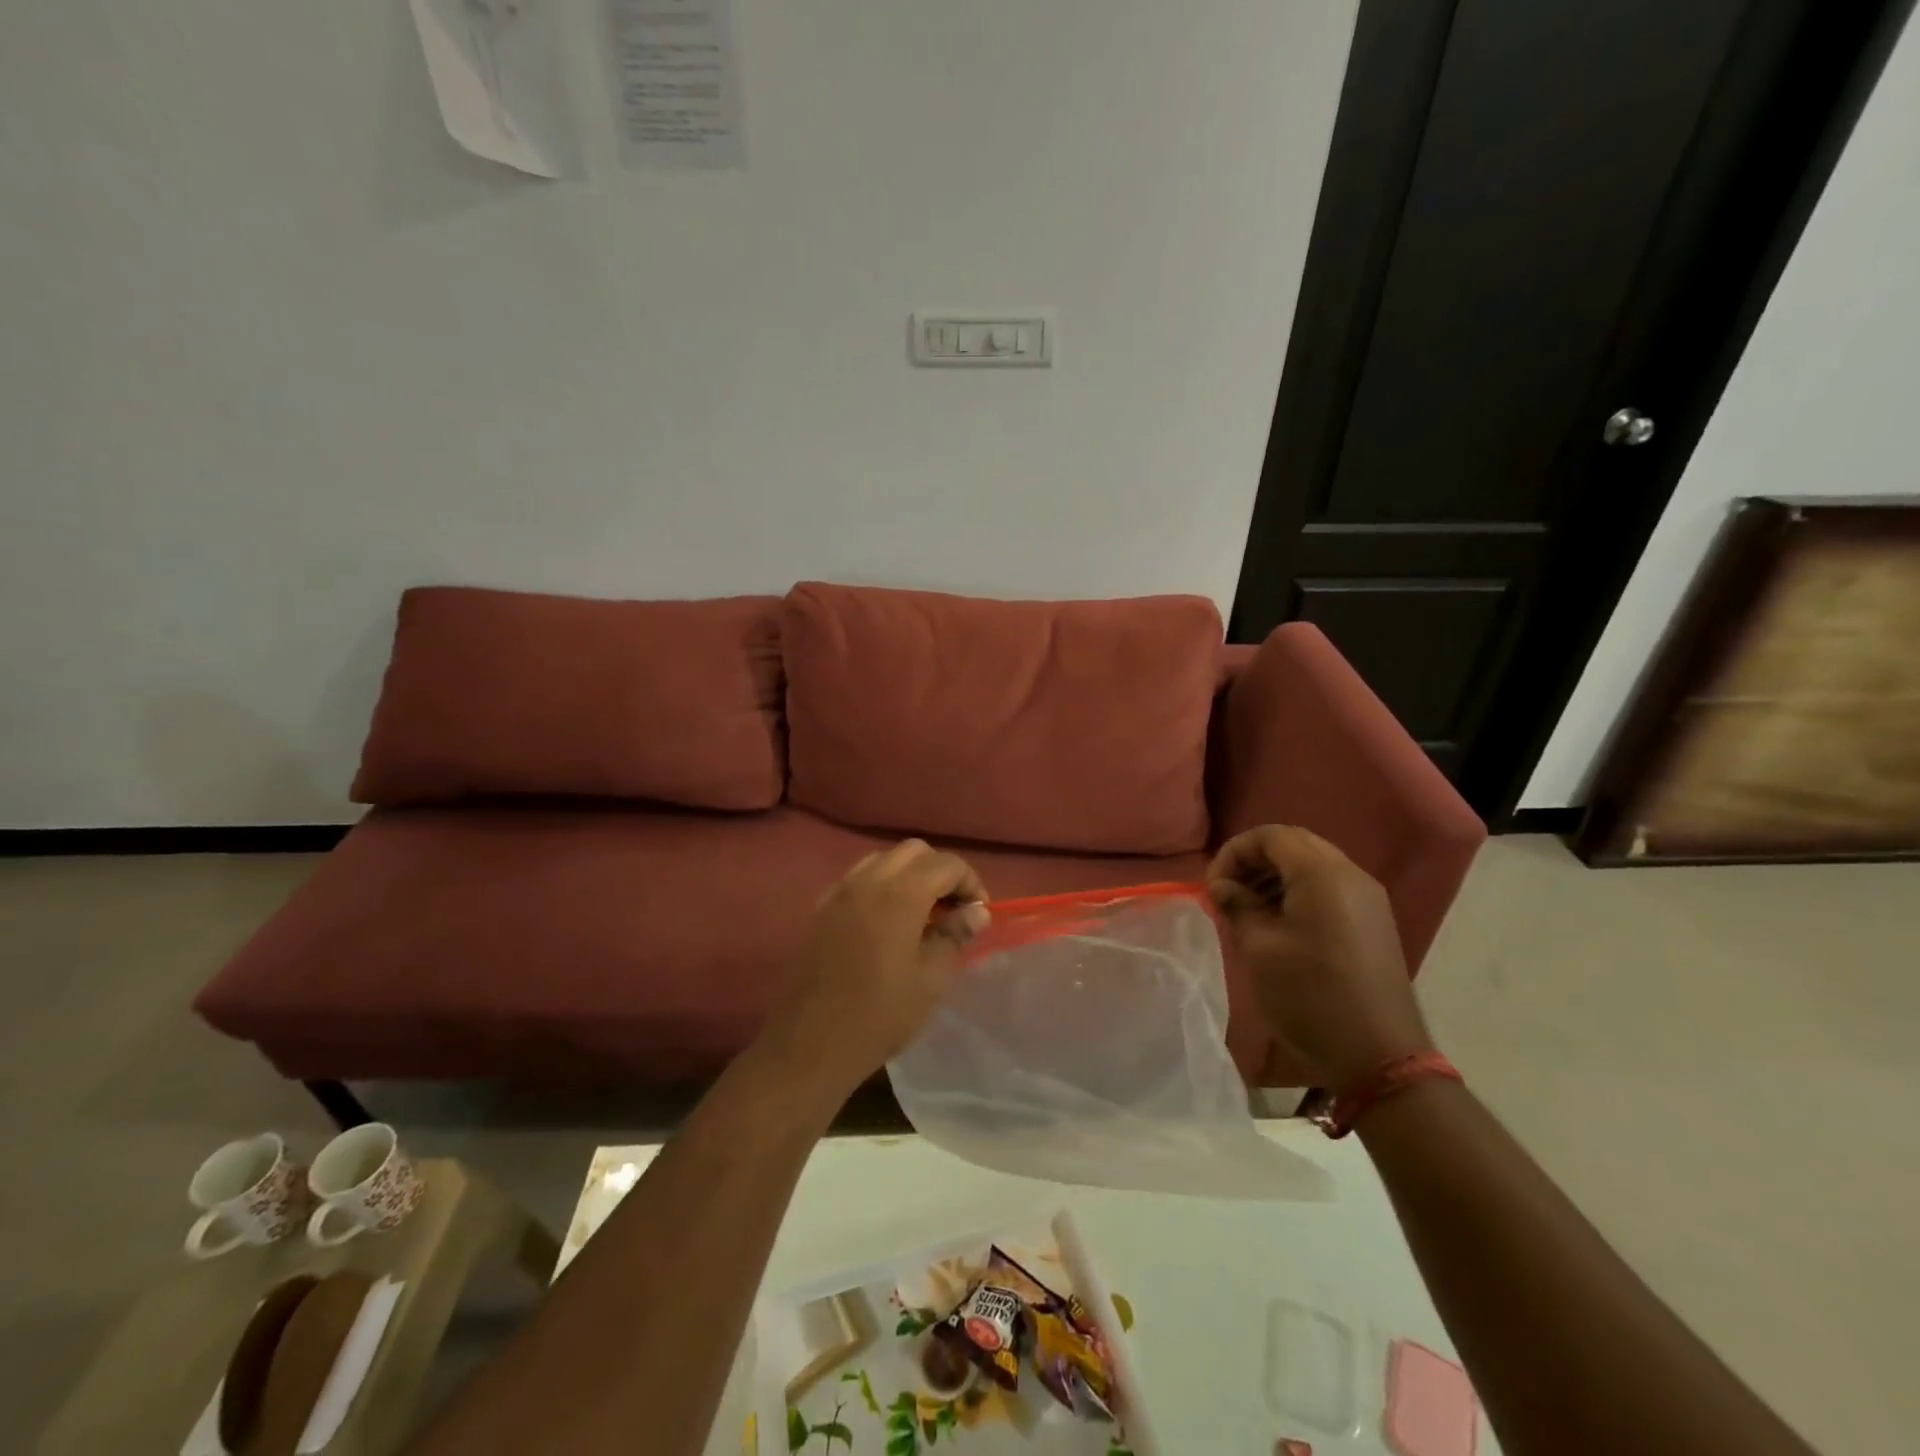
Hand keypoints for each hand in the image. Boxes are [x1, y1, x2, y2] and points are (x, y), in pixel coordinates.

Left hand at [762, 839, 988, 1095]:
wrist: (810, 1044)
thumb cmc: (880, 1015)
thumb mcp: (931, 979)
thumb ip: (955, 935)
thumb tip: (976, 911)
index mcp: (899, 894)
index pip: (946, 863)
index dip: (970, 882)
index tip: (977, 914)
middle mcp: (867, 880)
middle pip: (914, 851)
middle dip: (940, 872)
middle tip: (952, 909)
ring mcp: (839, 892)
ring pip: (884, 860)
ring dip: (909, 875)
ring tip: (921, 914)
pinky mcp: (821, 909)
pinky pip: (858, 879)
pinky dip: (881, 886)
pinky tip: (886, 924)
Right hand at [1207, 825, 1432, 1093]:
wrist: (1377, 1056)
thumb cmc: (1309, 995)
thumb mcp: (1259, 947)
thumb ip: (1238, 905)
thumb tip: (1222, 886)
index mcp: (1322, 874)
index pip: (1271, 835)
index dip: (1234, 852)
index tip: (1213, 885)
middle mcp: (1351, 875)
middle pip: (1294, 844)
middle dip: (1254, 860)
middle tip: (1227, 891)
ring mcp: (1368, 898)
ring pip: (1313, 864)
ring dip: (1275, 875)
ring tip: (1247, 907)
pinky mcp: (1373, 921)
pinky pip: (1330, 887)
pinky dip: (1298, 891)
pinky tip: (1278, 923)